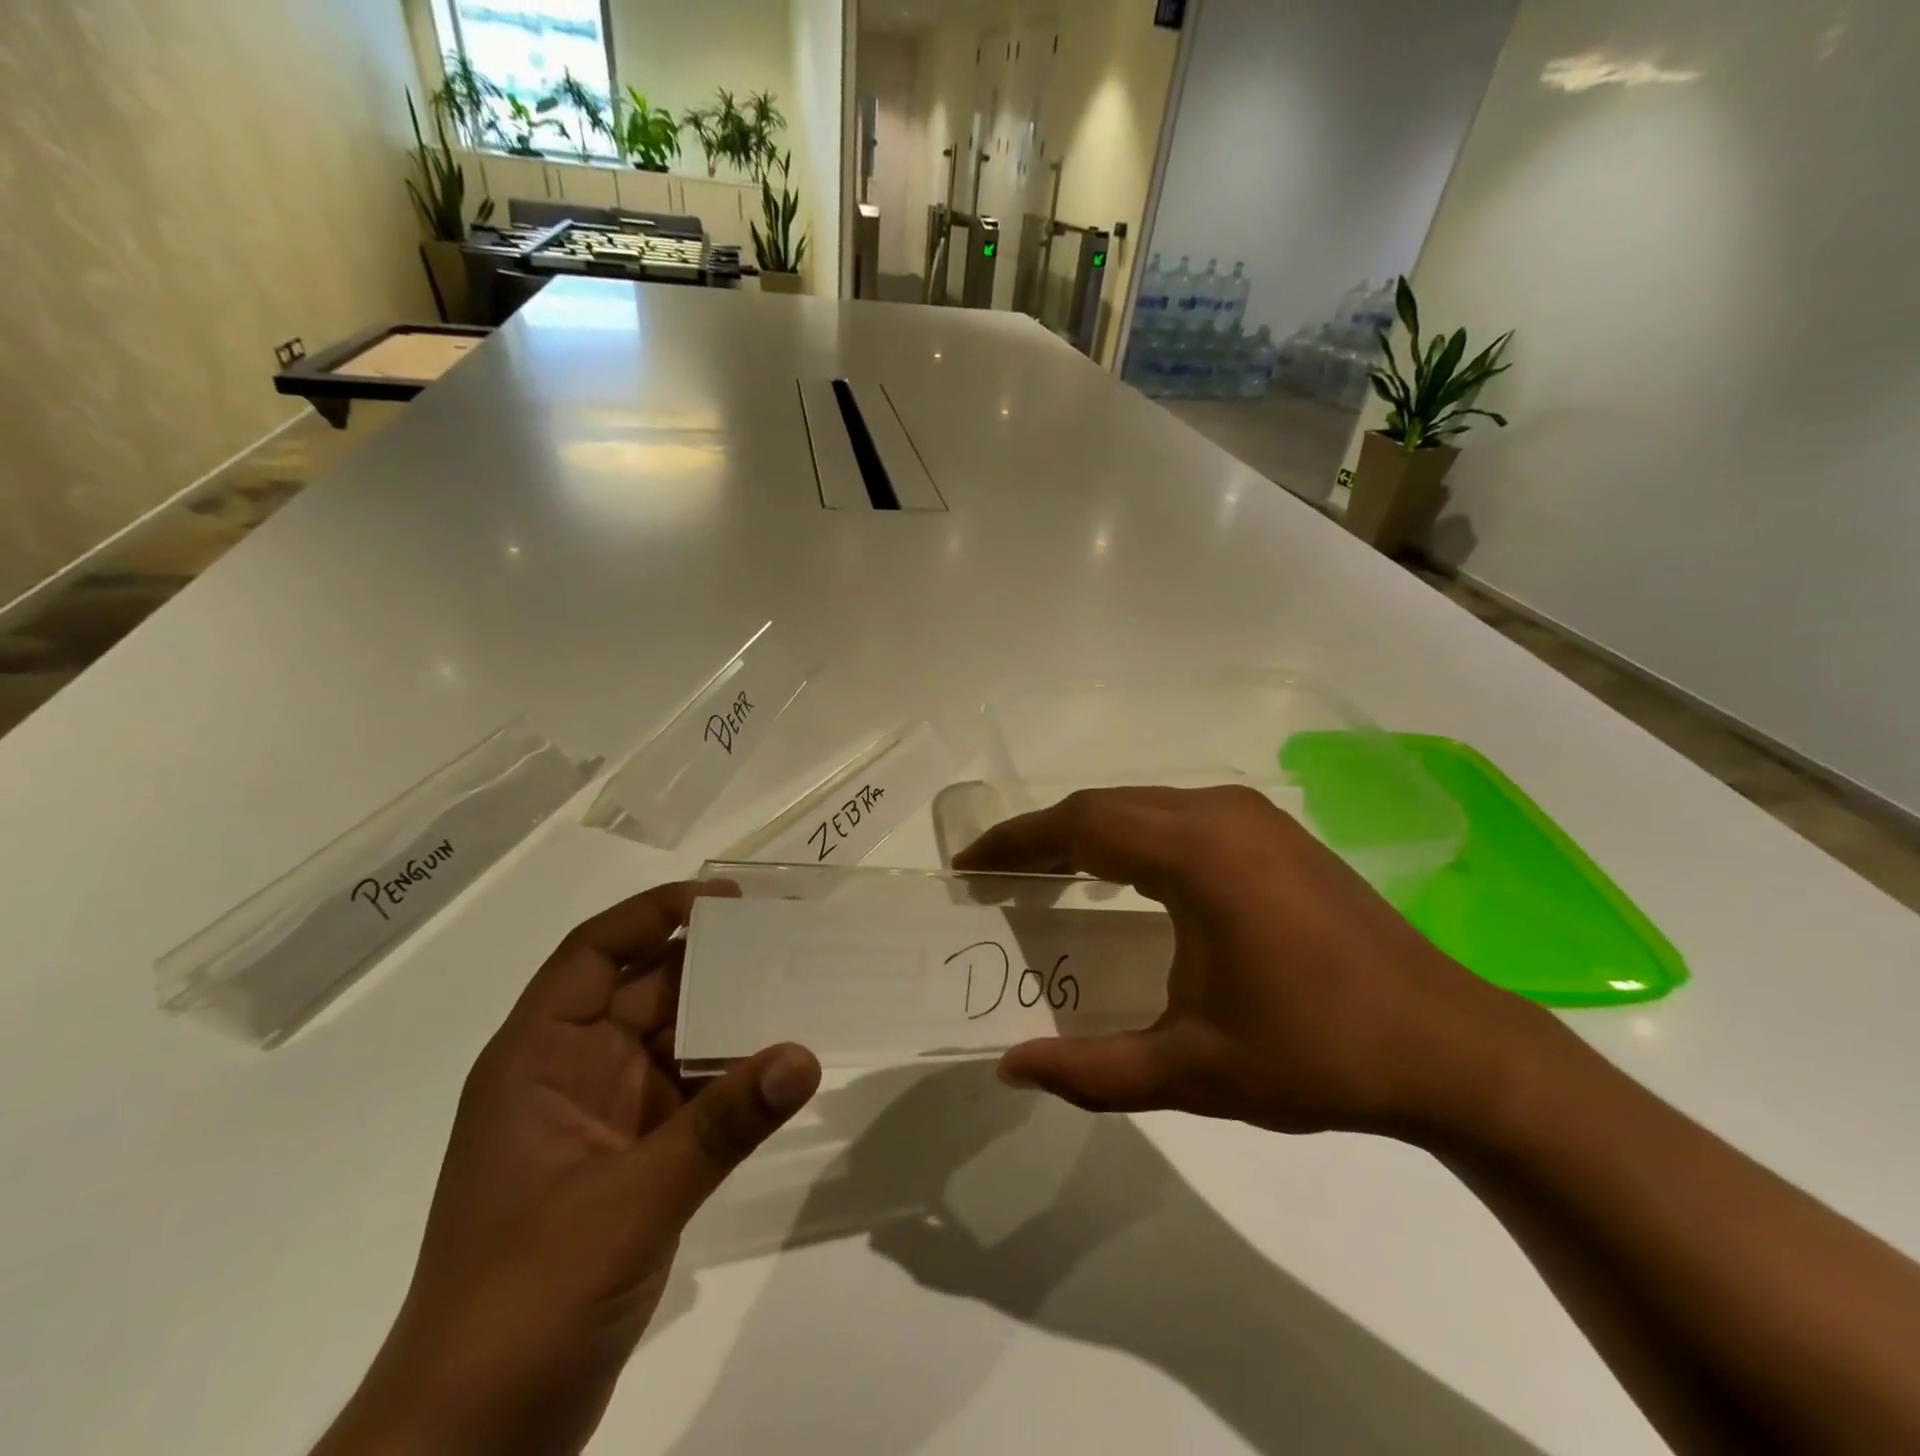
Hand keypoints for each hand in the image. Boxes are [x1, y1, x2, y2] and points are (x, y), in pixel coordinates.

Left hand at [313, 881, 820, 1455]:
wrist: (475, 1443)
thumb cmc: (524, 1299)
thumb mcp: (629, 1201)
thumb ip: (722, 1125)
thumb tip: (804, 1055)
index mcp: (538, 1059)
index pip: (594, 955)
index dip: (654, 914)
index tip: (726, 901)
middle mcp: (570, 1075)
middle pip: (645, 992)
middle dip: (712, 963)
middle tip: (786, 939)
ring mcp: (603, 1120)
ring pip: (675, 1043)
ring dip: (731, 1021)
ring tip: (800, 991)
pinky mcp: (633, 1162)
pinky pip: (693, 1096)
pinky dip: (734, 1079)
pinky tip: (783, 1069)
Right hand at [954, 785, 1553, 1141]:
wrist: (1450, 1048)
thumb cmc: (1316, 1054)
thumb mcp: (1193, 1071)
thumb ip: (1092, 1072)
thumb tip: (1009, 1069)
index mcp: (1198, 854)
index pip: (1082, 825)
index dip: (1017, 840)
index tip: (969, 864)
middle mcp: (1220, 814)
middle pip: (1107, 805)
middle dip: (1045, 836)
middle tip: (997, 875)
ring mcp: (1253, 817)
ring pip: (1143, 805)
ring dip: (1088, 833)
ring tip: (1045, 876)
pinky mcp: (1274, 832)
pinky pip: (1177, 815)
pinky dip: (1131, 836)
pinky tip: (1121, 876)